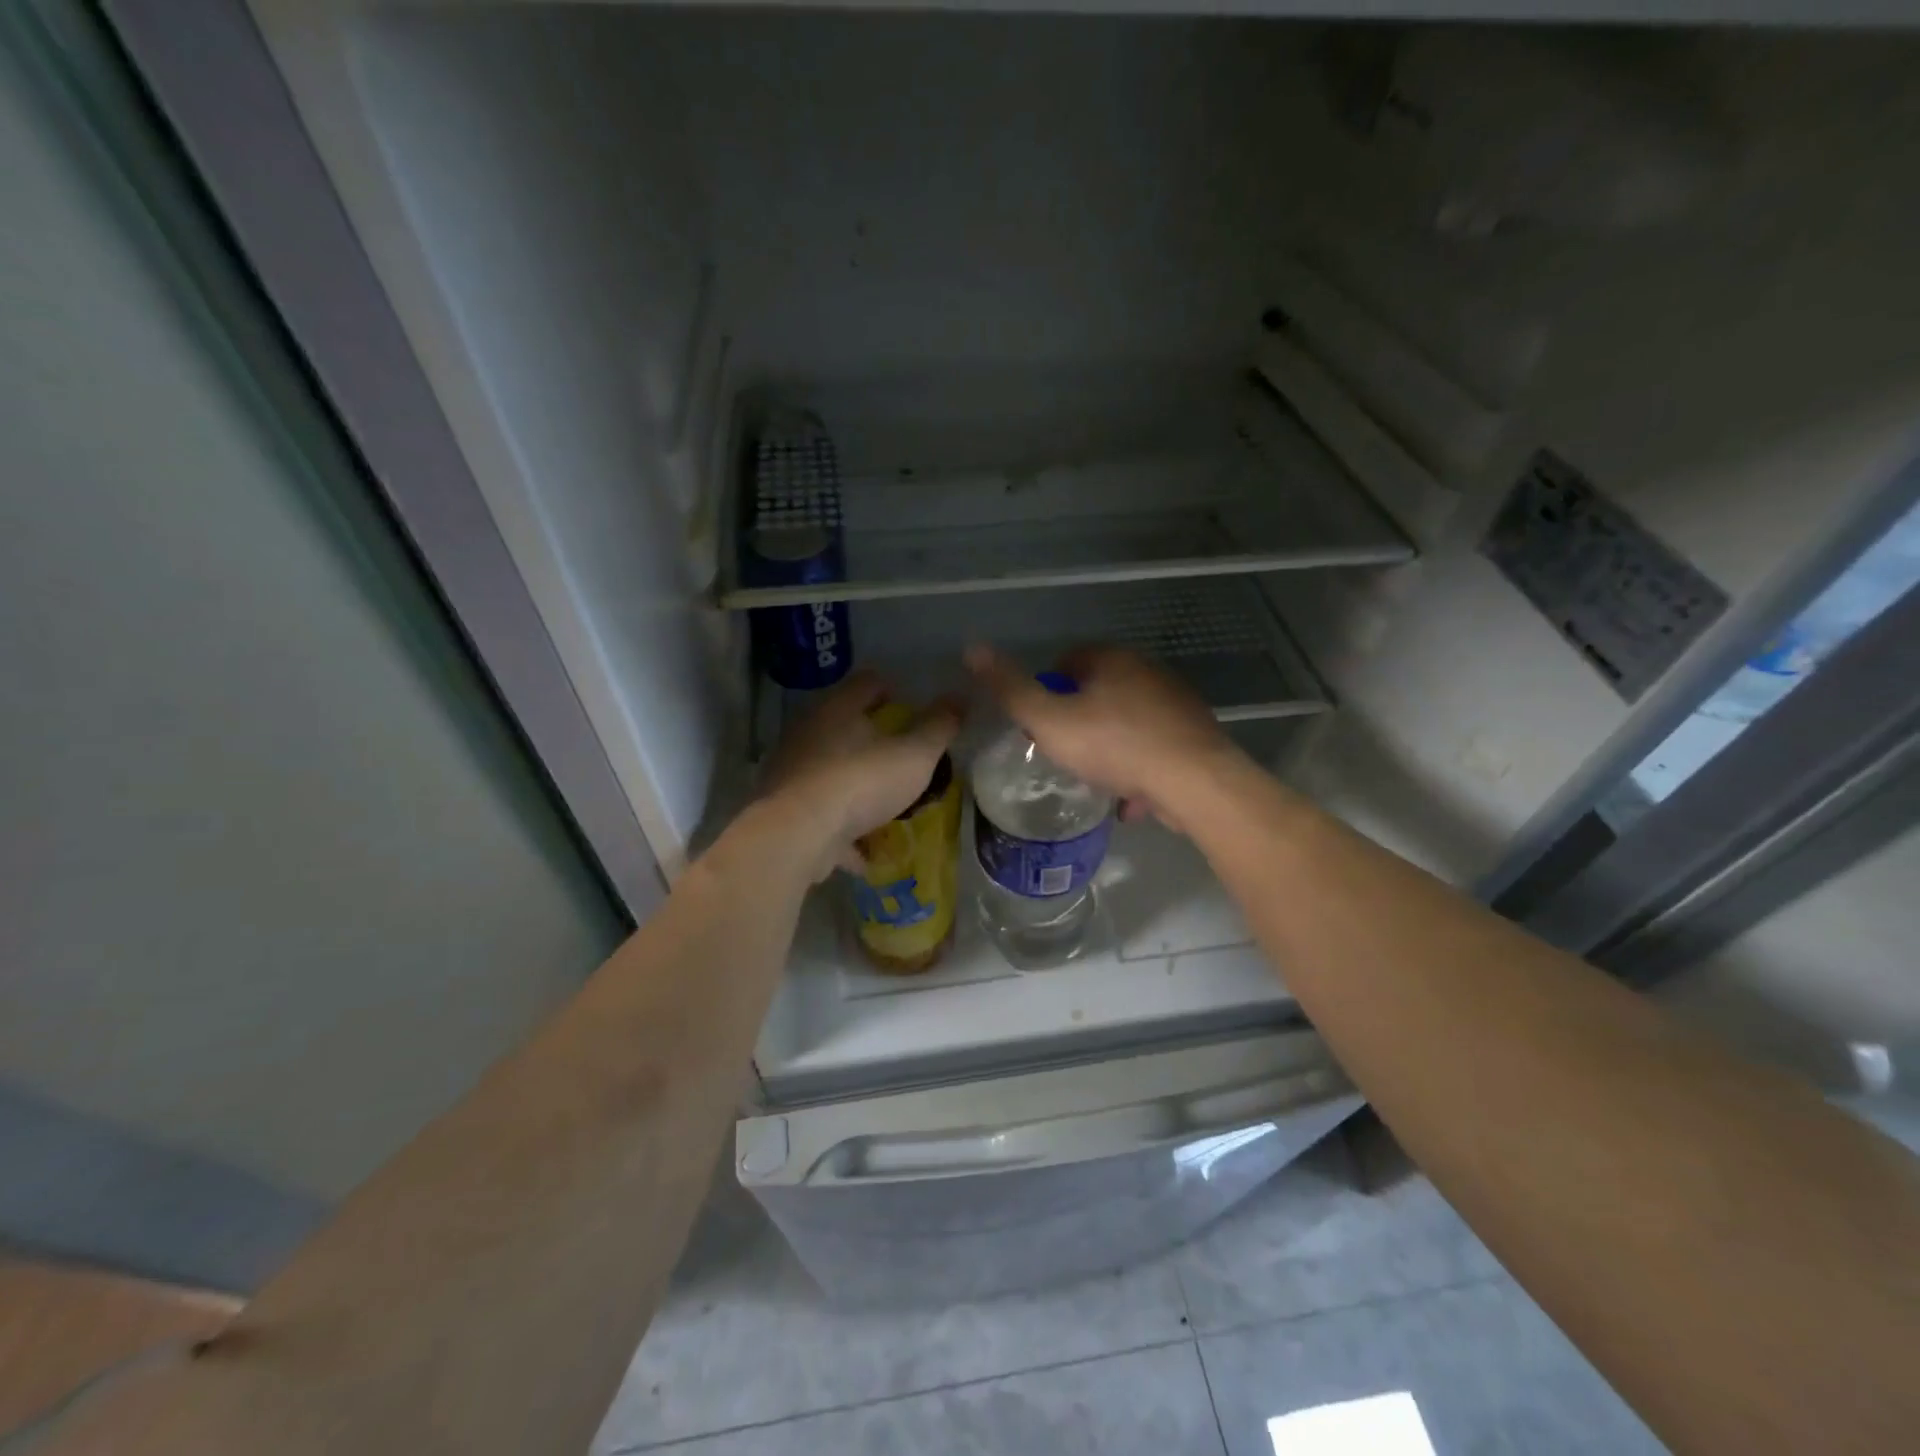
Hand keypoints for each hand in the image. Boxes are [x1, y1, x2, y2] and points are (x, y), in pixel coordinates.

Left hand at [759, 669, 962, 879]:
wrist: (798, 836)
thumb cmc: (862, 782)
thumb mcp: (915, 754)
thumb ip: (938, 727)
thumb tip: (958, 699)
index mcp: (839, 709)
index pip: (868, 683)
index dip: (893, 689)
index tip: (913, 706)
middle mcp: (809, 734)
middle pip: (846, 727)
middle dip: (875, 740)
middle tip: (906, 755)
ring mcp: (793, 773)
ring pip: (833, 772)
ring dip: (858, 785)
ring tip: (888, 803)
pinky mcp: (787, 811)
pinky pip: (823, 816)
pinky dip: (844, 829)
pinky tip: (866, 849)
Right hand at [964, 643, 1237, 833]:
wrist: (1194, 782)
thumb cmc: (1114, 746)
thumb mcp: (1049, 720)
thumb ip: (1010, 688)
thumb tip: (972, 648)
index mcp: (1112, 659)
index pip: (1067, 661)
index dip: (1047, 692)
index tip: (1040, 727)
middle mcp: (1147, 671)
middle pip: (1097, 692)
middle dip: (1078, 722)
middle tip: (1065, 754)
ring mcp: (1174, 702)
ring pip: (1126, 723)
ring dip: (1109, 749)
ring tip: (1096, 780)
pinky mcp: (1193, 734)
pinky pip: (1153, 747)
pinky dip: (1138, 768)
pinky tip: (1130, 799)